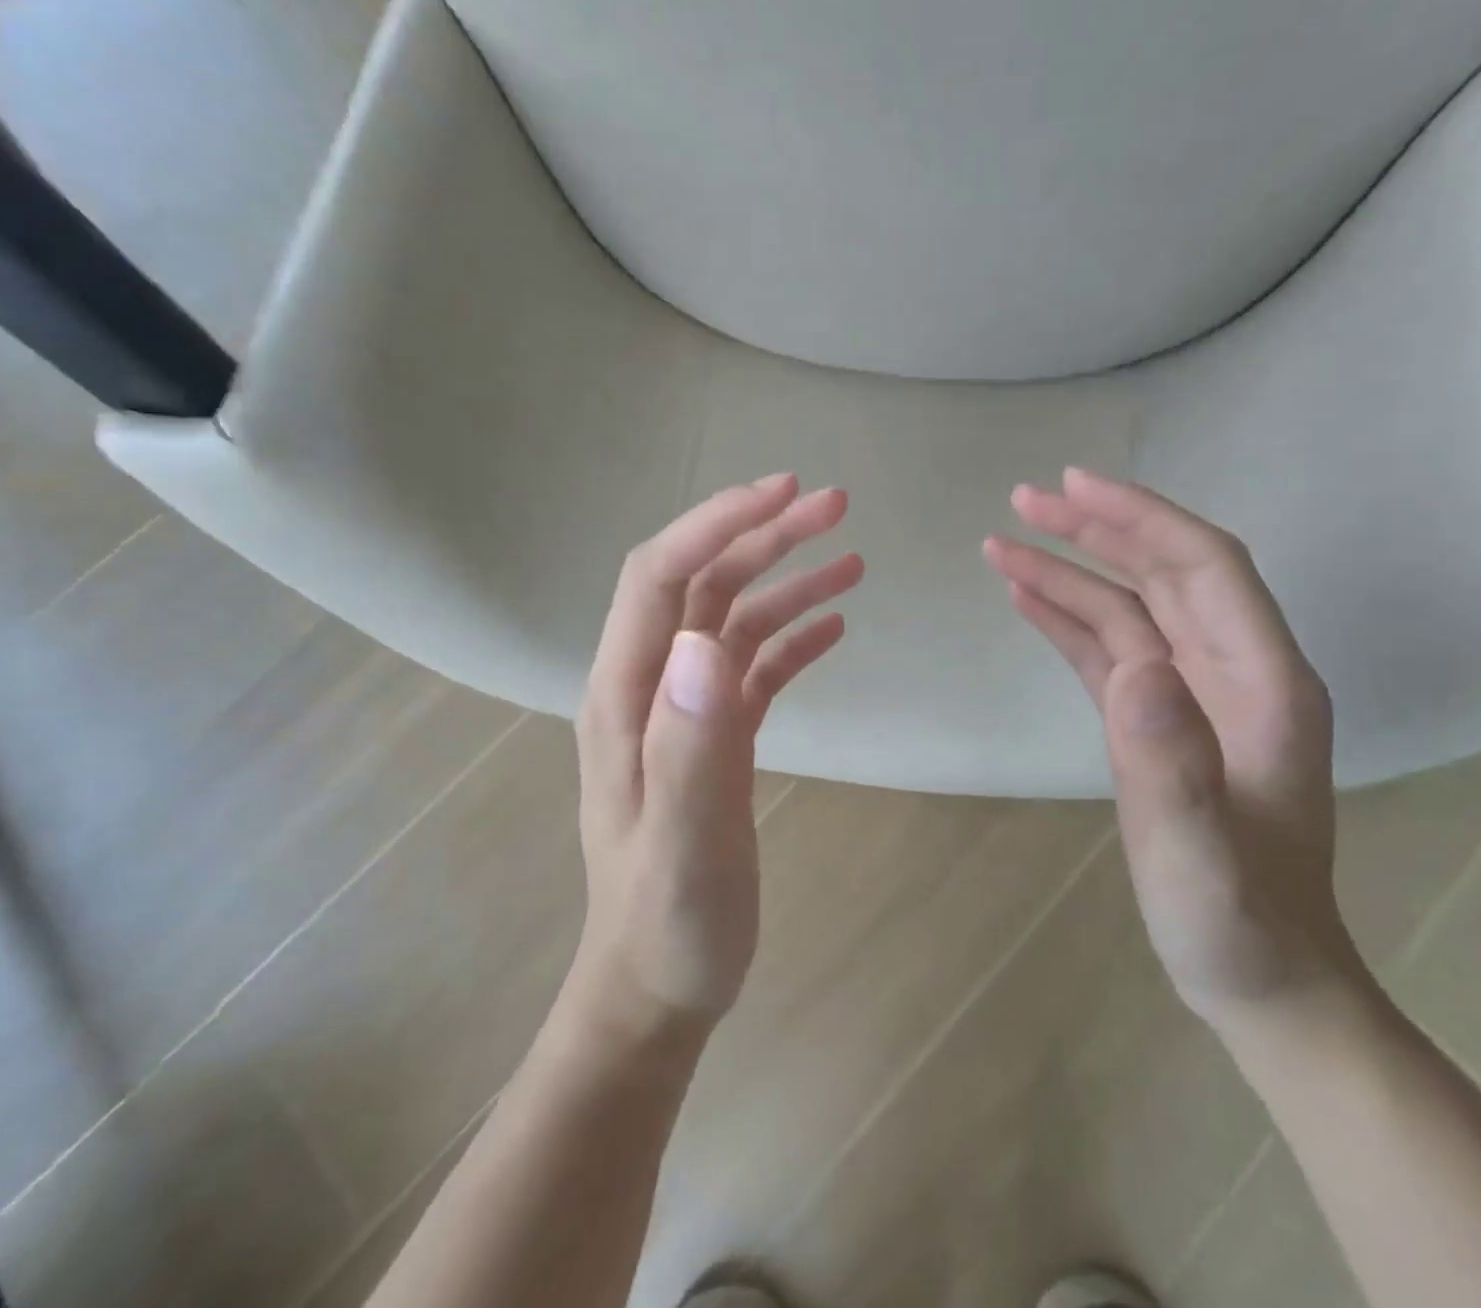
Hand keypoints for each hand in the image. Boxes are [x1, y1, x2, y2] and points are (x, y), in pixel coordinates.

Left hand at [572, 474, 862, 1034]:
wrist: (658, 987)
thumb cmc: (668, 925)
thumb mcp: (682, 845)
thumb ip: (689, 748)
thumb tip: (706, 645)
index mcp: (628, 696)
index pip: (662, 577)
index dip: (717, 524)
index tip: (784, 494)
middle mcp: (651, 687)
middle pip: (704, 584)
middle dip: (765, 536)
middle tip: (836, 506)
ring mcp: (685, 711)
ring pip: (734, 618)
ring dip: (789, 581)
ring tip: (853, 559)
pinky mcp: (716, 736)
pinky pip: (755, 666)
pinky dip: (794, 636)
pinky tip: (835, 626)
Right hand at [984, 468, 1367, 1032]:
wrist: (1258, 977)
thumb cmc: (1237, 922)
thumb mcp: (1202, 857)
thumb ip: (1174, 765)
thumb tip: (1133, 667)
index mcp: (1264, 684)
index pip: (1205, 568)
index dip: (1142, 517)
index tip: (1075, 486)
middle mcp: (1233, 672)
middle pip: (1163, 572)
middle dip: (1096, 528)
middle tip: (1023, 500)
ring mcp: (1192, 695)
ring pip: (1128, 607)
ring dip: (1070, 570)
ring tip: (1002, 544)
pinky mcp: (1155, 719)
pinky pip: (1109, 650)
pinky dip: (1066, 619)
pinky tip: (1024, 597)